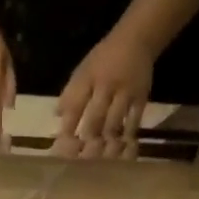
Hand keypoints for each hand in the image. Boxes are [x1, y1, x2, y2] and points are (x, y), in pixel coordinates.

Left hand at [56, 31, 154, 151]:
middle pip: (95, 118)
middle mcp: (107, 85)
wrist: (137, 39)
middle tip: (81, 159)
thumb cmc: (104, 59)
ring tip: (100, 158)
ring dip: (106, 141)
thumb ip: (71, 93)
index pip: (75, 106)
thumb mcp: (83, 70)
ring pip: (114, 123)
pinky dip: (126, 136)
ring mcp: (126, 92)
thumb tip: (57, 115)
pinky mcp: (141, 98)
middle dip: (87, 139)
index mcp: (88, 78)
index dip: (68, 127)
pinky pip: (134, 121)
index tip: (61, 147)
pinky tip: (121, 148)